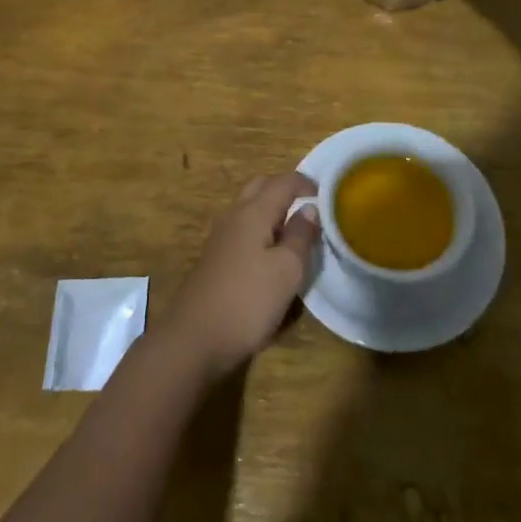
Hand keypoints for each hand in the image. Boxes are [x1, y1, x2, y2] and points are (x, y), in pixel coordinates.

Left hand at [157, 172, 318, 381]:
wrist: (194, 339)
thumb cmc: (247, 301)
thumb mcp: (286, 271)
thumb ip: (300, 237)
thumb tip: (308, 209)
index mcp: (253, 212)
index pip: (282, 182)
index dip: (305, 182)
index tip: (326, 192)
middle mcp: (234, 216)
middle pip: (260, 187)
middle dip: (284, 189)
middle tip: (308, 204)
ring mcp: (221, 238)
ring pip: (249, 208)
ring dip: (271, 209)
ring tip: (294, 229)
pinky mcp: (216, 259)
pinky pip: (242, 230)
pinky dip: (260, 229)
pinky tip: (271, 253)